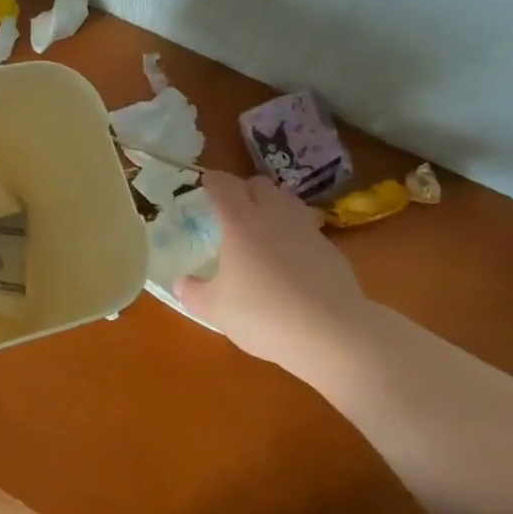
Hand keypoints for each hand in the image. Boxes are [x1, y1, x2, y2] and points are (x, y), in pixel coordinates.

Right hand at [176, 172, 372, 379]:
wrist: (332, 332)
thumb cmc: (264, 315)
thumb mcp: (216, 309)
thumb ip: (193, 292)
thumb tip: (180, 282)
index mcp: (240, 222)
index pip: (224, 186)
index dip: (213, 180)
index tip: (205, 182)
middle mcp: (273, 215)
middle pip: (259, 184)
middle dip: (244, 189)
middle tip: (233, 206)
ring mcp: (306, 229)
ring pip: (287, 199)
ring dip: (272, 204)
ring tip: (263, 225)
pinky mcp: (330, 248)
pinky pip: (307, 225)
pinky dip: (294, 230)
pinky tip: (291, 255)